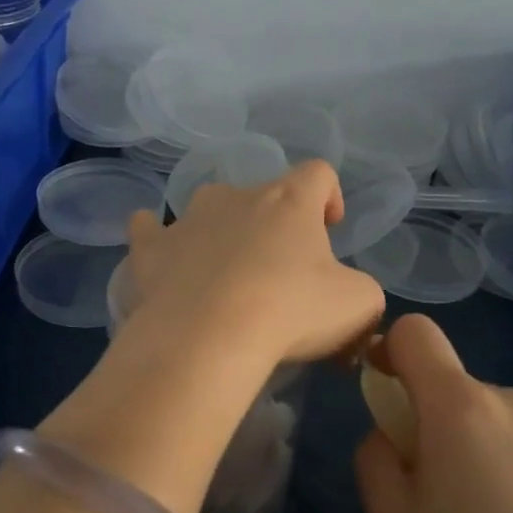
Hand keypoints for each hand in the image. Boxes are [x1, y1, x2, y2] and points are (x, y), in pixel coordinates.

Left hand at [124, 160, 383, 369]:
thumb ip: (363, 291)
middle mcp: (236, 196)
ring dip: (221, 232)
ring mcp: (187, 218)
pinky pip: (150, 230)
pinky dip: (158, 240)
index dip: (329, 196)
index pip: (318, 173)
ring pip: (208, 210)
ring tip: (224, 275)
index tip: (329, 228)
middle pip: (262, 196)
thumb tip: (349, 296)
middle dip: (274, 228)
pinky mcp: (150, 249)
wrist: (206, 339)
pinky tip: (163, 258)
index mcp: (289, 200)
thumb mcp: (358, 305)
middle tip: (280, 274)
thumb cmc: (290, 312)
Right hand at [355, 315, 512, 512]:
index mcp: (462, 406)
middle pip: (458, 391)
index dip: (390, 349)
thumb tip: (393, 435)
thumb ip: (375, 458)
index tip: (387, 391)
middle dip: (440, 428)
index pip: (417, 333)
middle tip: (444, 501)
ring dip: (484, 454)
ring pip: (499, 424)